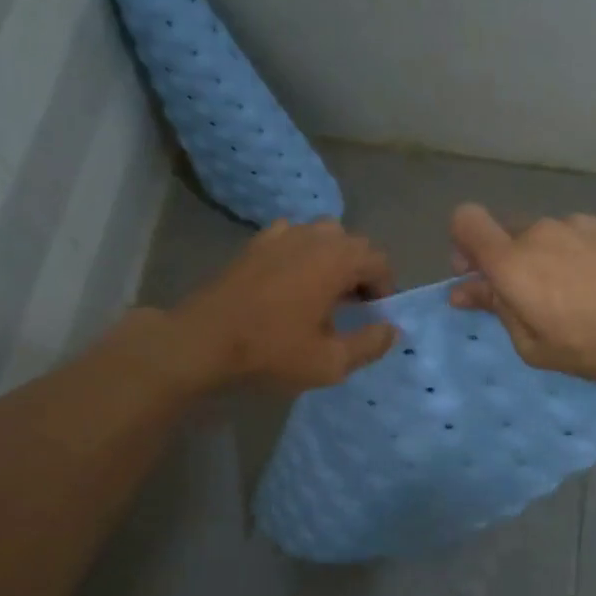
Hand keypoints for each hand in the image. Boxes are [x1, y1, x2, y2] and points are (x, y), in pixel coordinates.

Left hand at [175, 219, 396, 388]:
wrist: (203, 341)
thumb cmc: (271, 351)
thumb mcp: (330, 361)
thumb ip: (369, 344)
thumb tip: (391, 329)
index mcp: (337, 258)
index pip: (379, 260)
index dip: (385, 287)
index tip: (375, 314)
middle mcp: (313, 236)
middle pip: (353, 244)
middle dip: (360, 272)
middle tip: (353, 307)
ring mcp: (281, 234)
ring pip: (322, 236)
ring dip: (332, 260)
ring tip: (323, 293)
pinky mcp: (255, 243)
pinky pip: (292, 238)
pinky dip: (301, 254)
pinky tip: (290, 282)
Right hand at [449, 203, 595, 381]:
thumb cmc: (594, 343)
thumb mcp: (533, 345)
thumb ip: (495, 308)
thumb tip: (463, 290)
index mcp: (511, 261)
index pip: (465, 220)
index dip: (463, 242)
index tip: (477, 272)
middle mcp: (540, 230)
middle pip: (509, 232)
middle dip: (511, 259)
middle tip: (533, 296)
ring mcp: (581, 222)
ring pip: (550, 234)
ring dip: (552, 256)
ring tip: (582, 292)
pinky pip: (586, 234)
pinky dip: (587, 251)